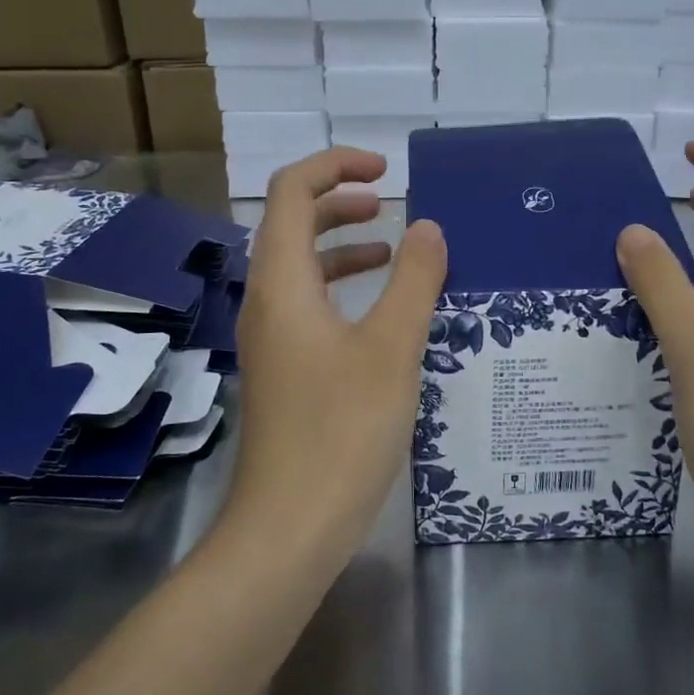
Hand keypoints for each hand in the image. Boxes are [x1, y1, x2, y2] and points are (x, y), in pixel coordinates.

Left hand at [226, 148, 447, 564]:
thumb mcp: (392, 349)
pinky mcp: (282, 368)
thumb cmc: (342, 431)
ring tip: (390, 247)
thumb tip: (427, 227)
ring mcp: (270, 337)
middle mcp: (266, 301)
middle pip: (290, 223)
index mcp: (283, 283)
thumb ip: (413, 281)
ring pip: (299, 266)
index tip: (384, 170)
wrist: (289, 527)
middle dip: (338, 200)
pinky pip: (306, 304)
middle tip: (386, 200)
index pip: (291, 192)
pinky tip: (380, 310)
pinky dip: (340, 287)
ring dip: (340, 244)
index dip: (334, 166)